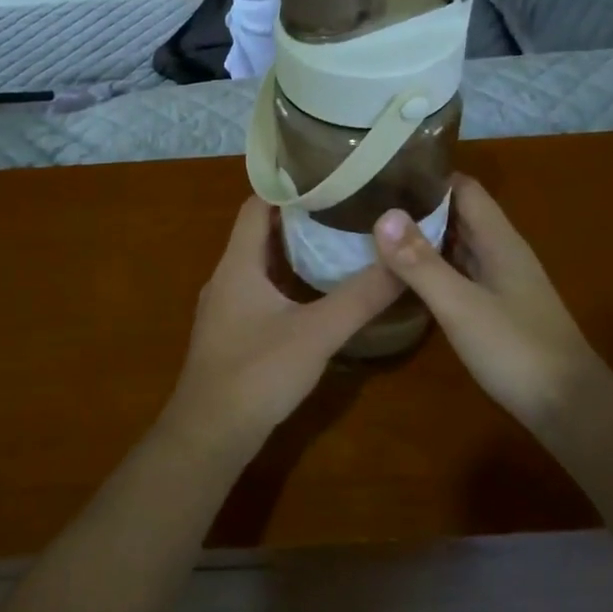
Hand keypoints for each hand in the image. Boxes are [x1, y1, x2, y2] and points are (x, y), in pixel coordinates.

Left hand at [167, 198, 401, 446]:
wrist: (210, 435)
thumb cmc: (257, 373)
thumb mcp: (317, 332)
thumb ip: (362, 297)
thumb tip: (402, 260)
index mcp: (238, 264)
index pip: (256, 205)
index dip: (287, 187)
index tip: (327, 177)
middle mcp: (225, 278)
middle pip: (259, 232)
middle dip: (298, 218)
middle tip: (343, 207)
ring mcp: (224, 308)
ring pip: (258, 264)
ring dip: (291, 251)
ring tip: (335, 242)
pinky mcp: (230, 333)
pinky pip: (258, 291)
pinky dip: (285, 281)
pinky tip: (314, 294)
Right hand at [373, 175, 598, 431]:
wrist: (568, 408)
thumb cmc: (516, 349)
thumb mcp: (460, 305)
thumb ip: (421, 263)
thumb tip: (383, 215)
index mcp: (499, 241)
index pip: (464, 189)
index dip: (428, 178)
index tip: (385, 174)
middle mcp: (501, 253)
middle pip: (459, 215)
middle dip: (418, 207)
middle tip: (368, 203)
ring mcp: (500, 282)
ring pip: (457, 246)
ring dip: (422, 238)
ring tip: (375, 233)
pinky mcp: (496, 308)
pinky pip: (458, 274)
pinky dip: (432, 268)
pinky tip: (403, 277)